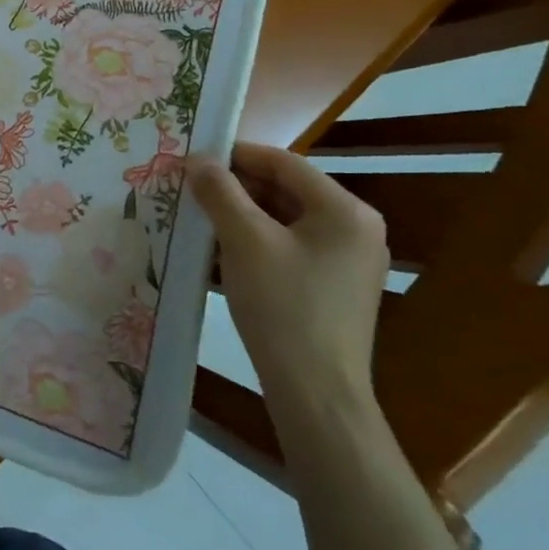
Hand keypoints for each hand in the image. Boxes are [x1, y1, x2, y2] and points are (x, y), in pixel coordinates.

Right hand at [187, 143, 388, 419]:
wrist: (316, 394)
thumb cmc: (283, 306)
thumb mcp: (243, 240)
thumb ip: (219, 191)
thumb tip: (198, 159)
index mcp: (345, 210)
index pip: (283, 163)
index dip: (236, 155)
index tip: (194, 159)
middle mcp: (356, 229)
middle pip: (285, 190)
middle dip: (236, 188)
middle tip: (191, 189)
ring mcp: (348, 261)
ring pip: (284, 220)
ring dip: (241, 216)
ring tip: (199, 219)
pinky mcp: (335, 288)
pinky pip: (290, 248)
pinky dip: (256, 242)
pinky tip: (219, 252)